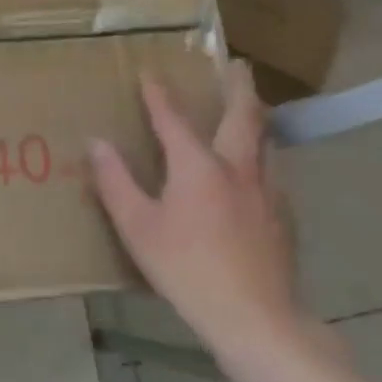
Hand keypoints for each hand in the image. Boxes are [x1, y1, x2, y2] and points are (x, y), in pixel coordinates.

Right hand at [89, 61, 300, 360]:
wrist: (254, 316)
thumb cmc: (186, 268)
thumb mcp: (137, 227)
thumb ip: (115, 182)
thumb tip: (96, 143)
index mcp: (198, 166)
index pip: (174, 119)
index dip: (159, 95)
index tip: (151, 73)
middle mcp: (238, 168)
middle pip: (244, 116)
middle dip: (239, 87)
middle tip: (239, 65)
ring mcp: (268, 192)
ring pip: (267, 142)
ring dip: (258, 119)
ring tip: (252, 110)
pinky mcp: (285, 217)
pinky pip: (275, 172)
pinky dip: (265, 157)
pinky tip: (261, 172)